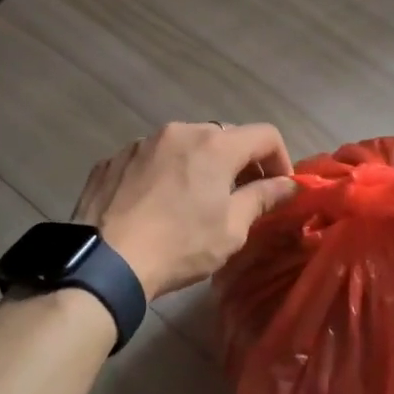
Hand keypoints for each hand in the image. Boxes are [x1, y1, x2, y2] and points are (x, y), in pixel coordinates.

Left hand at [72, 123, 299, 298]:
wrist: (104, 262)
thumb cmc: (179, 246)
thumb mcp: (231, 229)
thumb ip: (263, 198)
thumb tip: (289, 185)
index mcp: (214, 144)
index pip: (265, 135)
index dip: (280, 159)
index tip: (279, 188)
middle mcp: (178, 131)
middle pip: (223, 136)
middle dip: (239, 162)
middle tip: (241, 196)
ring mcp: (140, 142)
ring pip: (183, 145)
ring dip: (198, 165)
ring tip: (193, 201)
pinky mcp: (112, 159)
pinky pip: (150, 158)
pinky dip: (163, 173)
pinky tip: (155, 205)